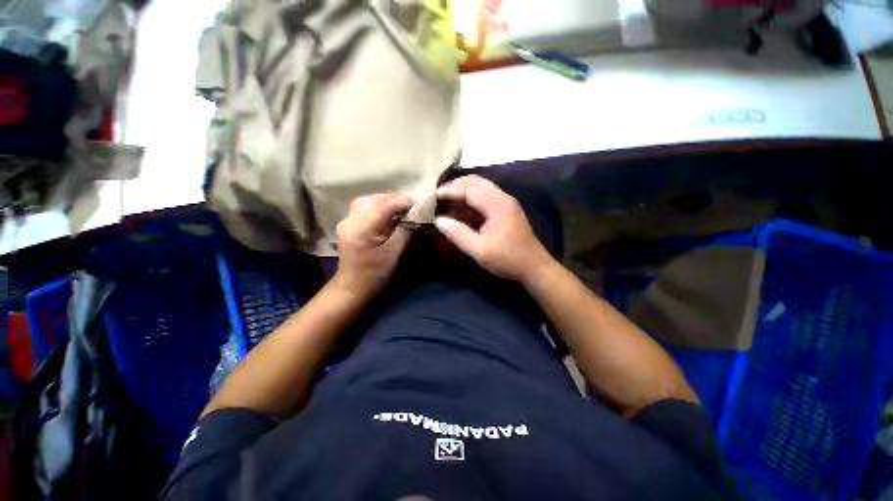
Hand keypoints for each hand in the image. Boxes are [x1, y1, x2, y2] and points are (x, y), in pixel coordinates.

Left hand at [333, 192, 413, 299]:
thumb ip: (406, 230)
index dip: (405, 202)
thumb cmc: (376, 275)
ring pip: (371, 200)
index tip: (421, 207)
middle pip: (377, 198)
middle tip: (413, 209)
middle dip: (397, 200)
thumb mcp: (395, 254)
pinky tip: (390, 214)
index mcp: (362, 229)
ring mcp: (346, 220)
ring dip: (389, 202)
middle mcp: (350, 219)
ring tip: (403, 210)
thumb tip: (417, 213)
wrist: (352, 287)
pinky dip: (381, 206)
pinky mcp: (348, 222)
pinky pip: (366, 206)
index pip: (386, 204)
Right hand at [434, 175, 554, 285]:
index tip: (431, 198)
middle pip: (474, 182)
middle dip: (454, 187)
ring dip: (462, 192)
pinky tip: (460, 211)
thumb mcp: (480, 250)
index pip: (468, 189)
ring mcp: (505, 203)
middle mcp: (502, 197)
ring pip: (480, 188)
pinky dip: (470, 200)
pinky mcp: (506, 210)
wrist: (535, 268)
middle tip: (437, 198)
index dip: (448, 191)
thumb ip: (458, 234)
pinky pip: (484, 198)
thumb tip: (439, 220)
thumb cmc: (508, 260)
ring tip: (445, 202)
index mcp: (497, 204)